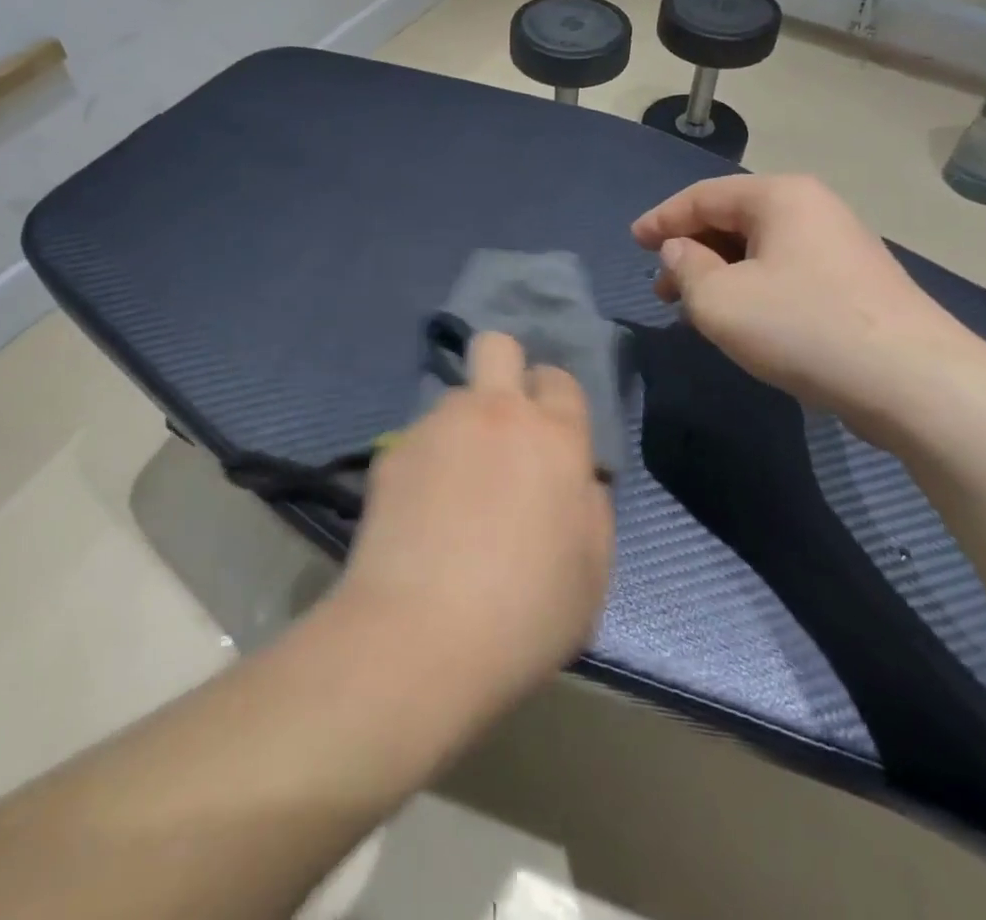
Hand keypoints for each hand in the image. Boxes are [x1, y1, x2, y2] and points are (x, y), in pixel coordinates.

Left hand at [337, 333, 611, 714]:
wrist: (419, 638)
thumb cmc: (525, 614)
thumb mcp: (593, 574)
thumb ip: (592, 510)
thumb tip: (578, 480)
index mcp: (555, 436)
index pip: (559, 378)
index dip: (555, 402)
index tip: (550, 439)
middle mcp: (496, 413)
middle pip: (497, 347)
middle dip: (504, 369)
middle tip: (503, 426)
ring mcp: (438, 426)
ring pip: (454, 398)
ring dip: (462, 427)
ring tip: (453, 489)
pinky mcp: (392, 452)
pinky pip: (417, 439)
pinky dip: (424, 463)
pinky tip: (417, 514)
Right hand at [632, 175, 972, 422]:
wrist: (914, 382)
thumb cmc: (802, 327)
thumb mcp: (719, 301)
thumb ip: (685, 269)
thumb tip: (680, 252)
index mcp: (779, 196)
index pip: (702, 196)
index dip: (661, 219)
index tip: (633, 241)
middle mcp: (812, 208)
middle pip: (732, 220)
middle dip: (690, 252)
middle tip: (660, 289)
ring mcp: (839, 245)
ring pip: (759, 250)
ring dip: (719, 275)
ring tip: (693, 310)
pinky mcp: (854, 282)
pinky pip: (785, 272)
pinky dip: (752, 288)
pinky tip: (741, 320)